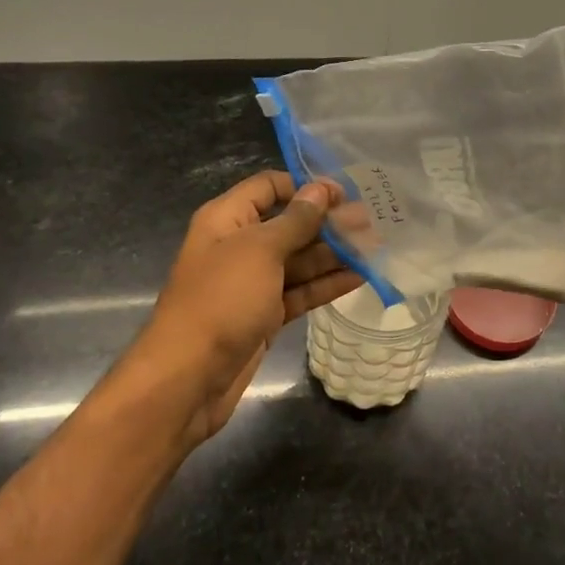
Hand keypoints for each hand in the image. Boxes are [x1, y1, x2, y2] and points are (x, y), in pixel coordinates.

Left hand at [117, 171, 362, 447]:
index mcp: (228, 219)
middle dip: (327, 222)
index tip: (344, 193)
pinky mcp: (265, 315)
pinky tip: (360, 276)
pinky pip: (300, 291)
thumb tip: (321, 189)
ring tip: (375, 248)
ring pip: (299, 260)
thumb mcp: (260, 251)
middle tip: (372, 223)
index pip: (268, 187)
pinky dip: (326, 284)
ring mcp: (253, 283)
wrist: (188, 377)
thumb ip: (295, 220)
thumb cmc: (221, 301)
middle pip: (289, 224)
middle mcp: (239, 246)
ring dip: (334, 254)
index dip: (305, 186)